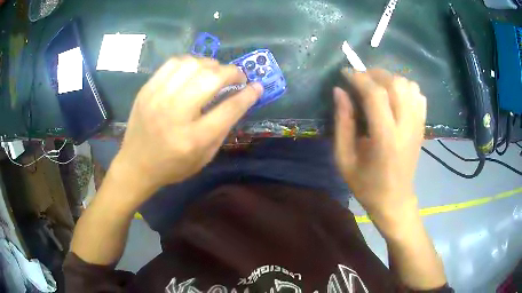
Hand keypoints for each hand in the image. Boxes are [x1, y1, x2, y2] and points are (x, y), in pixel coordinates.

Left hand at [112, 56, 262, 205]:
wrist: (135, 165)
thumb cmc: (172, 166)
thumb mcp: (204, 158)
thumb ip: (222, 129)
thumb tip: (238, 100)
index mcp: (193, 139)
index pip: (229, 108)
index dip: (247, 94)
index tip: (257, 86)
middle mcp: (175, 114)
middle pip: (211, 79)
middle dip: (232, 72)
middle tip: (238, 76)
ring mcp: (158, 98)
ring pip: (192, 65)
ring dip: (211, 64)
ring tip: (215, 72)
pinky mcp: (147, 90)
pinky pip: (173, 63)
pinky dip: (189, 62)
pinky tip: (194, 70)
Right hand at [334, 69, 425, 224]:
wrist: (395, 200)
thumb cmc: (366, 184)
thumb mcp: (344, 158)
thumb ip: (342, 122)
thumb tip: (339, 91)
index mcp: (385, 139)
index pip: (375, 94)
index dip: (358, 78)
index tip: (345, 73)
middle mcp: (406, 127)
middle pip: (395, 83)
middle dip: (374, 74)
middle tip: (359, 79)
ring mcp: (417, 125)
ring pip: (408, 85)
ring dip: (390, 79)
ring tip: (376, 87)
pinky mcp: (422, 125)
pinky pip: (418, 94)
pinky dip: (405, 87)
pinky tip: (394, 97)